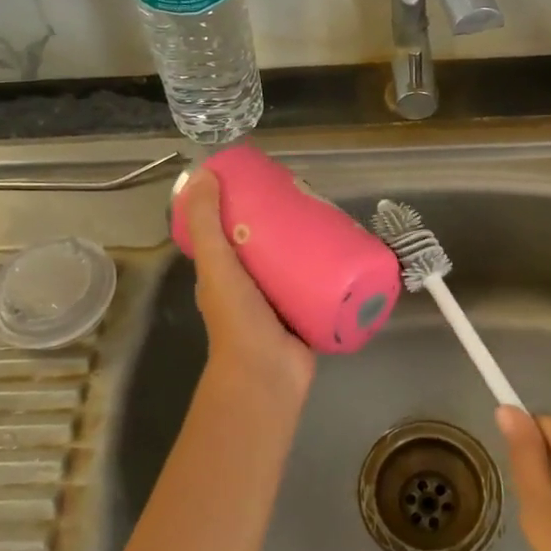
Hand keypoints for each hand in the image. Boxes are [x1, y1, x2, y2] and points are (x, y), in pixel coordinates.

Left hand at [181, 168, 313, 399]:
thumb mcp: (216, 265)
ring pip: (295, 262)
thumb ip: (206, 225)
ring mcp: (279, 301)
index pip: (230, 231)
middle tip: (306, 194)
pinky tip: (345, 247)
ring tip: (329, 214)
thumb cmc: (238, 319)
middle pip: (268, 244)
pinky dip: (329, 267)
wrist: (268, 376)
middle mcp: (249, 286)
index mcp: (223, 274)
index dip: (243, 205)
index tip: (265, 181)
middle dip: (283, 220)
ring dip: (309, 242)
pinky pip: (318, 283)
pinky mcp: (306, 312)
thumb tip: (204, 175)